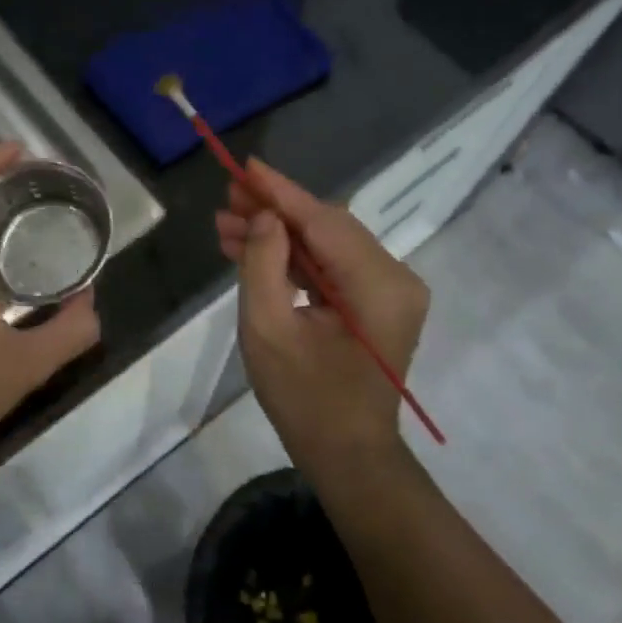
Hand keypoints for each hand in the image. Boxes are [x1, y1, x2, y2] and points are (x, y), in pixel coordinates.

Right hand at [215, 159, 428, 465]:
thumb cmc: (305, 400)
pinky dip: (294, 259)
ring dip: (279, 236)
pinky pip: (331, 268)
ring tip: (227, 227)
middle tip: (226, 201)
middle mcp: (395, 278)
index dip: (281, 192)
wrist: (347, 456)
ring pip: (327, 245)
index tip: (244, 166)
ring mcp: (389, 291)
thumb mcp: (268, 331)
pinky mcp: (377, 304)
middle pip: (328, 227)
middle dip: (275, 212)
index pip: (324, 221)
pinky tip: (252, 251)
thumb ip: (263, 266)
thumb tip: (266, 216)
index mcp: (379, 285)